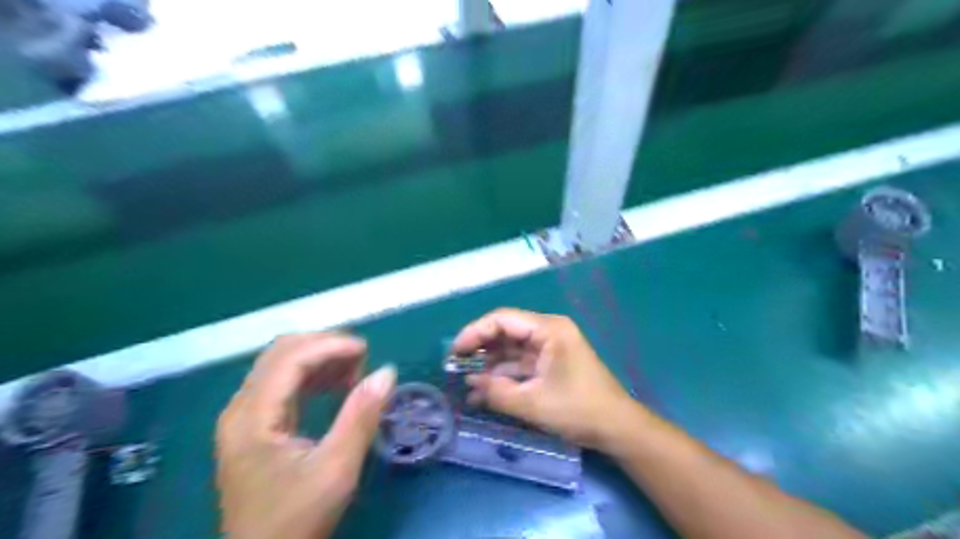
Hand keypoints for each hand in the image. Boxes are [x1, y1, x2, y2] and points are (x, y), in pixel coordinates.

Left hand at [214, 332, 395, 538]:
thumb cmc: (296, 520)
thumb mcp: (336, 469)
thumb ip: (361, 417)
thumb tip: (387, 372)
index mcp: (252, 418)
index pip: (289, 358)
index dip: (330, 345)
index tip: (368, 350)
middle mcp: (241, 408)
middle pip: (281, 352)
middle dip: (325, 346)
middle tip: (362, 359)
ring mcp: (245, 417)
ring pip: (282, 364)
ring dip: (320, 358)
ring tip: (355, 372)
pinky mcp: (255, 426)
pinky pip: (283, 383)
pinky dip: (313, 376)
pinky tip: (338, 386)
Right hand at [452, 308, 643, 450]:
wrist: (616, 427)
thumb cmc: (578, 409)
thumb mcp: (532, 403)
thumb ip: (497, 392)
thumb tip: (471, 384)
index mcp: (548, 329)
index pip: (502, 319)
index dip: (475, 332)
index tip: (454, 352)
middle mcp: (548, 331)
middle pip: (505, 331)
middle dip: (480, 349)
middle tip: (456, 367)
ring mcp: (550, 347)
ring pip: (510, 348)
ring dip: (490, 365)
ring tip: (467, 384)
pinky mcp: (550, 363)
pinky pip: (520, 363)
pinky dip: (503, 375)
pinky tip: (484, 391)